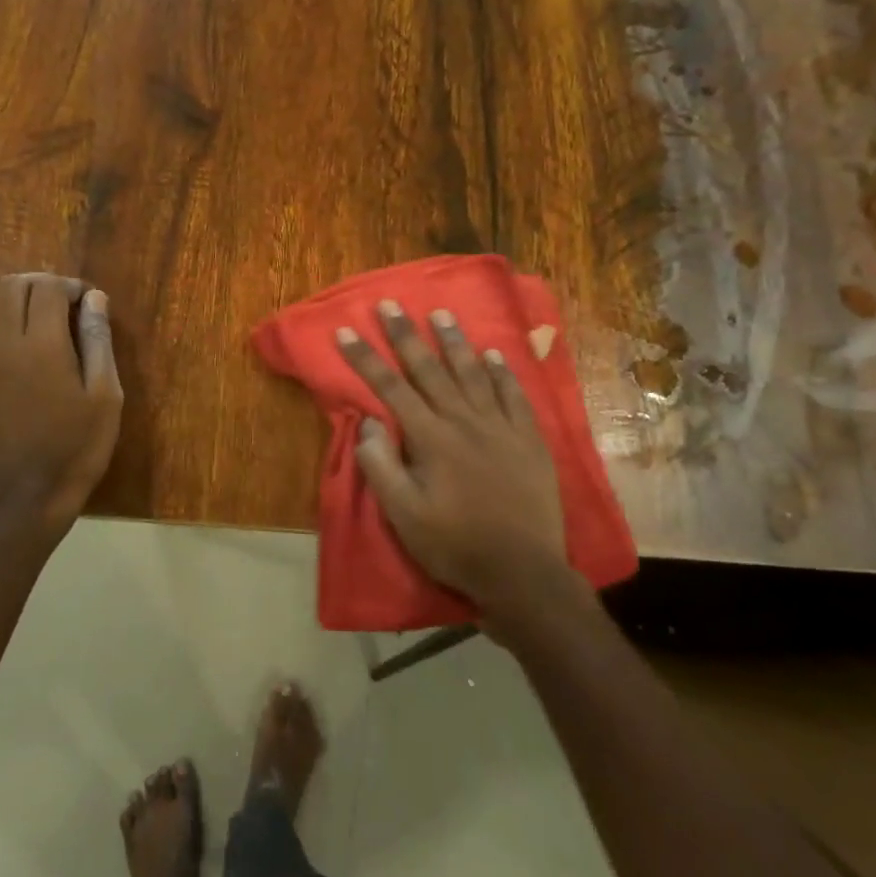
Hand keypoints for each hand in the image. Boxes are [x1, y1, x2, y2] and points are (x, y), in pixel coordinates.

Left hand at [0, 273, 122, 526]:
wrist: (26, 495)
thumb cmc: (76, 447)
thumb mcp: (104, 395)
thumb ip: (98, 340)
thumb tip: (95, 298)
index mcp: (41, 345)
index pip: (47, 287)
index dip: (71, 286)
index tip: (91, 304)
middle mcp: (4, 343)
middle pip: (12, 286)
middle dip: (43, 285)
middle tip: (69, 308)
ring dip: (22, 302)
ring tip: (51, 326)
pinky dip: (7, 323)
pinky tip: (31, 350)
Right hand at [337, 301, 578, 617]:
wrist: (522, 572)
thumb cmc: (454, 544)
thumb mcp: (403, 515)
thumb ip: (381, 466)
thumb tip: (369, 422)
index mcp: (430, 438)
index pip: (390, 388)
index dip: (365, 359)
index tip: (346, 331)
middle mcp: (464, 421)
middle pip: (429, 370)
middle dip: (405, 335)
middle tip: (391, 304)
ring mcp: (500, 427)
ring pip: (473, 373)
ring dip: (454, 342)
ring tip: (441, 314)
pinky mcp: (528, 440)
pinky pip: (514, 396)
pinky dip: (502, 373)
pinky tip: (493, 355)